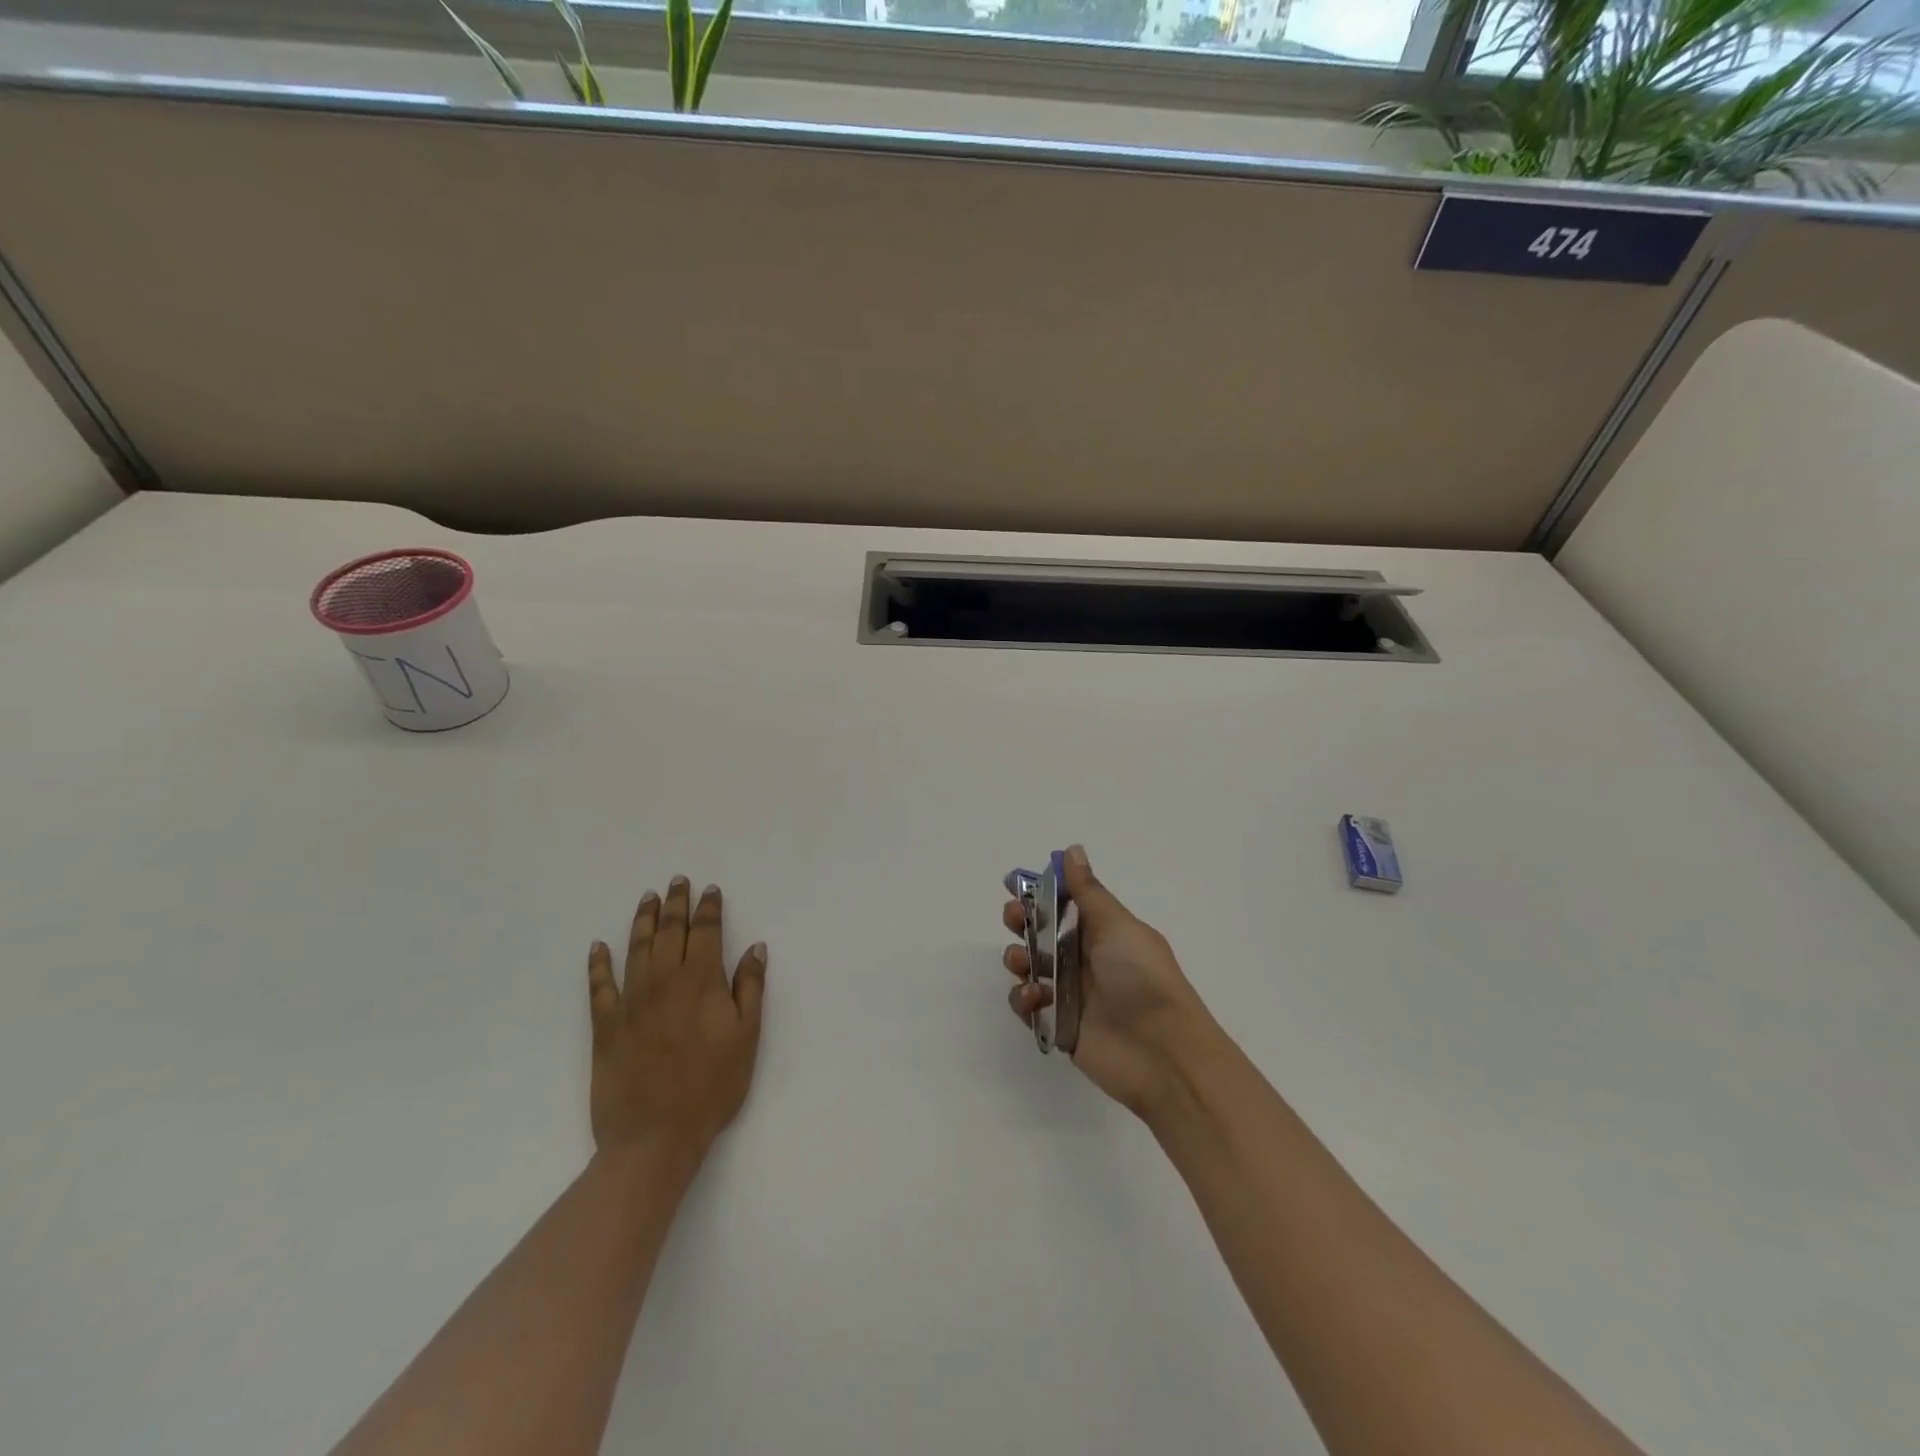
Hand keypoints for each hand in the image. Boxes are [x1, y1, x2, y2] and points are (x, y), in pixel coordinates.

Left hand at [587, 877, 766, 1164]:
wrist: (656, 1136)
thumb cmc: (712, 1087)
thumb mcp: (747, 1037)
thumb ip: (751, 989)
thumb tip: (755, 948)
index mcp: (702, 982)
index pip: (706, 932)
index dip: (709, 908)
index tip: (710, 890)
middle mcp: (665, 981)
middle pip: (670, 931)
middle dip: (675, 903)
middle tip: (677, 881)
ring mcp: (632, 1002)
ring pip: (636, 949)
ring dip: (642, 920)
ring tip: (647, 898)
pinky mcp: (606, 1026)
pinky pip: (599, 986)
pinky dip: (598, 964)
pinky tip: (598, 946)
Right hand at [1001, 845, 1218, 1119]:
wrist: (1162, 1051)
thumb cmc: (1142, 977)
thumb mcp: (1117, 926)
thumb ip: (1088, 892)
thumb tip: (1072, 850)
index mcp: (1103, 932)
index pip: (1065, 903)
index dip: (1040, 892)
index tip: (1015, 883)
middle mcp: (1085, 959)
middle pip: (1041, 933)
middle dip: (1022, 922)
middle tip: (1014, 918)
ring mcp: (1070, 994)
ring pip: (1030, 968)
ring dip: (1018, 958)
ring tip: (1023, 962)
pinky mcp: (1059, 1025)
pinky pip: (1030, 1007)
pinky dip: (1024, 999)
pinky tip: (1035, 998)